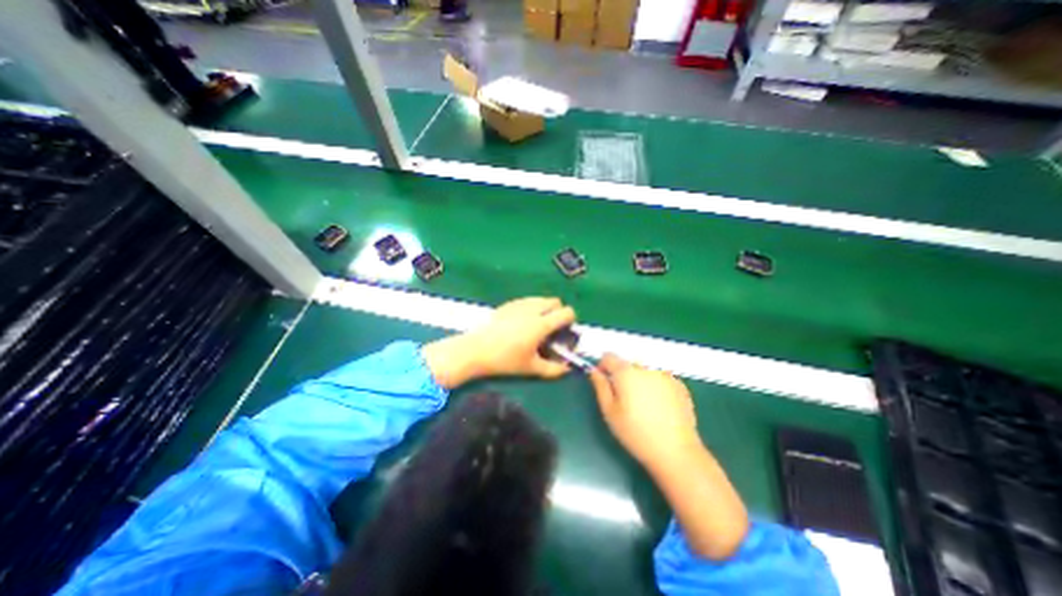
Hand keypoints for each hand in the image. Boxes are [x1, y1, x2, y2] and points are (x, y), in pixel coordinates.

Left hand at [422, 295, 575, 388]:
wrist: (476, 350)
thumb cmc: (505, 360)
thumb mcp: (531, 368)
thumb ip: (553, 369)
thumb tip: (567, 369)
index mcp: (541, 324)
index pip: (566, 312)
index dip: (571, 320)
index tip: (566, 330)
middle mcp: (533, 309)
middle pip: (555, 301)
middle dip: (558, 311)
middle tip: (552, 328)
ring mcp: (519, 304)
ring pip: (540, 299)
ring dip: (545, 308)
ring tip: (537, 324)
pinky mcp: (508, 304)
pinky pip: (527, 300)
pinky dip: (531, 307)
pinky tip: (521, 322)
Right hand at [588, 354, 702, 468]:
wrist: (676, 451)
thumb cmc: (636, 433)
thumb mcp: (609, 411)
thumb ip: (600, 386)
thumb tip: (594, 371)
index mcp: (626, 372)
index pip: (609, 356)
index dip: (603, 366)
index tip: (604, 382)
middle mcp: (646, 367)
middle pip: (628, 362)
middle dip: (622, 374)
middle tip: (624, 397)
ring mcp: (665, 374)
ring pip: (645, 369)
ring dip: (639, 378)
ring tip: (643, 403)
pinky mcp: (679, 385)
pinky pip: (660, 378)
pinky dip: (655, 385)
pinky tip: (659, 407)